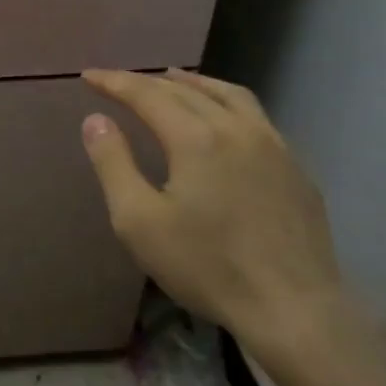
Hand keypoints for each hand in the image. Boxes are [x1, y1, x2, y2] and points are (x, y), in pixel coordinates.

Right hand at [79, 69, 343, 360]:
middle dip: (147, 81)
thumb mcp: (139, 221)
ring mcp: (274, 146)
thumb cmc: (206, 266)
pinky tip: (223, 121)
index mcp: (196, 138)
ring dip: (194, 83)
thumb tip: (96, 119)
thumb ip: (113, 164)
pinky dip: (226, 103)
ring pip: (229, 95)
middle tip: (120, 82)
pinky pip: (256, 116)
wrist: (294, 309)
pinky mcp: (296, 168)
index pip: (147, 94)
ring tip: (172, 79)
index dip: (115, 82)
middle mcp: (236, 128)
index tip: (89, 76)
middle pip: (186, 90)